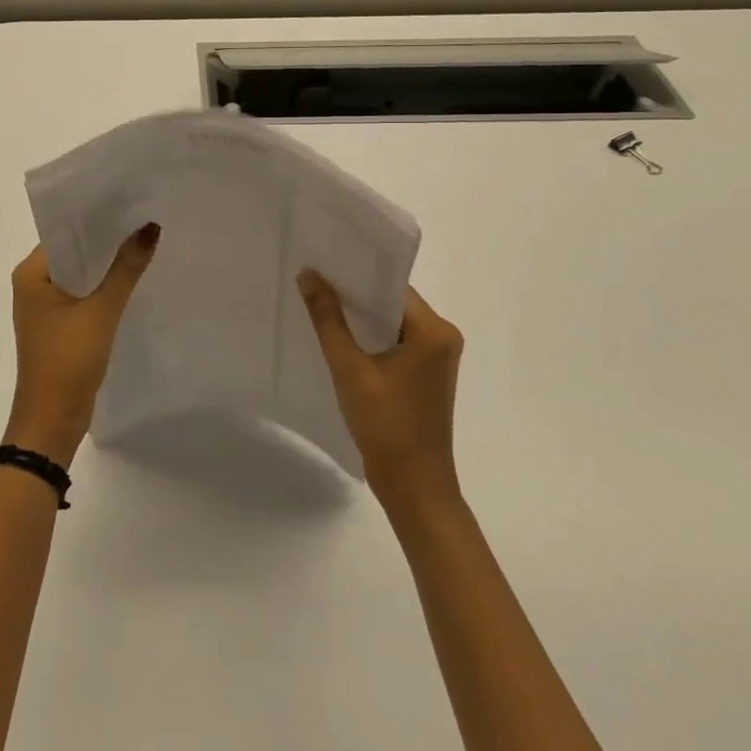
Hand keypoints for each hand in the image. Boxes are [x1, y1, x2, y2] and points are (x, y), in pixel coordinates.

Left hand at [5, 225, 160, 467]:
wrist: (52, 421)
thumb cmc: (68, 360)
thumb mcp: (101, 311)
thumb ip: (125, 269)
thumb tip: (150, 228)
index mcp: (30, 274)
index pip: (64, 232)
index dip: (96, 218)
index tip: (130, 202)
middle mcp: (33, 284)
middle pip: (73, 251)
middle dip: (106, 240)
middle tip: (144, 219)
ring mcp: (45, 307)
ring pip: (80, 274)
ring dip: (106, 265)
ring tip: (144, 242)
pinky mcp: (59, 326)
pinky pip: (83, 295)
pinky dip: (103, 287)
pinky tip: (132, 279)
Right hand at [298, 272, 464, 506]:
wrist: (414, 487)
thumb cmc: (386, 426)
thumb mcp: (350, 369)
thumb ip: (328, 319)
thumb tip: (308, 275)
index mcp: (434, 331)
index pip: (392, 286)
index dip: (356, 273)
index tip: (322, 262)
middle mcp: (442, 338)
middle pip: (392, 302)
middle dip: (354, 293)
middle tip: (313, 279)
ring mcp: (435, 358)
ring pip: (391, 323)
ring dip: (360, 317)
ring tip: (319, 302)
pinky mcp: (424, 376)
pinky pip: (394, 342)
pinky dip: (369, 338)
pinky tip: (338, 336)